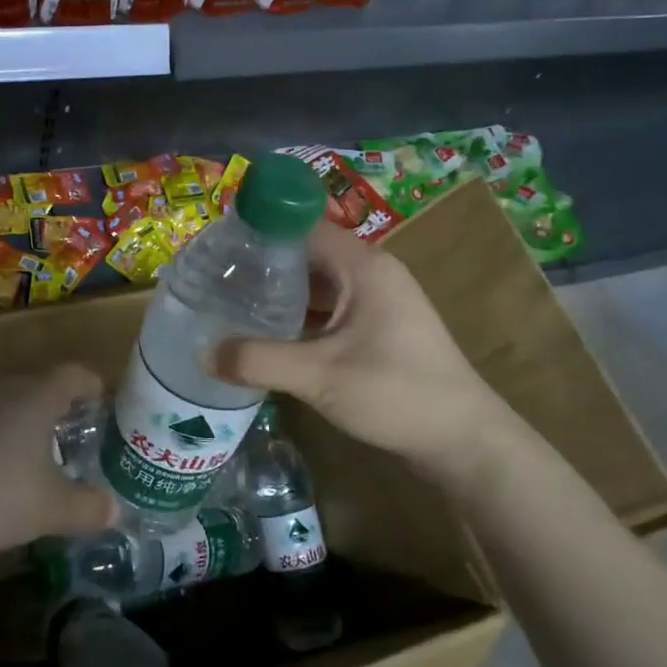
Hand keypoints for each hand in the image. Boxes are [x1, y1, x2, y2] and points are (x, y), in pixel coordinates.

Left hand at [0, 363, 117, 562]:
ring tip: (31, 452)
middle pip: (38, 384)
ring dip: (21, 419)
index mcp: (37, 396)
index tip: (102, 402)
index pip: (74, 374)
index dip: (92, 385)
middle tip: (72, 434)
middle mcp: (3, 387)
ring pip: (5, 400)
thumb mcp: (52, 509)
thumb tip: (116, 510)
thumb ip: (89, 508)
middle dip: (57, 406)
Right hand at [212, 224, 537, 487]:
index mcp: (363, 266)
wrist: (463, 440)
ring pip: (319, 284)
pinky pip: (330, 310)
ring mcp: (378, 303)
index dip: (262, 230)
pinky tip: (269, 334)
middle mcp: (372, 274)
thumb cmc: (396, 393)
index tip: (220, 246)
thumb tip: (203, 353)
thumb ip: (259, 360)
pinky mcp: (379, 330)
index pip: (303, 226)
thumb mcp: (320, 376)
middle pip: (308, 253)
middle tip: (216, 278)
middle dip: (264, 264)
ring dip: (281, 293)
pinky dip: (300, 316)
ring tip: (232, 303)